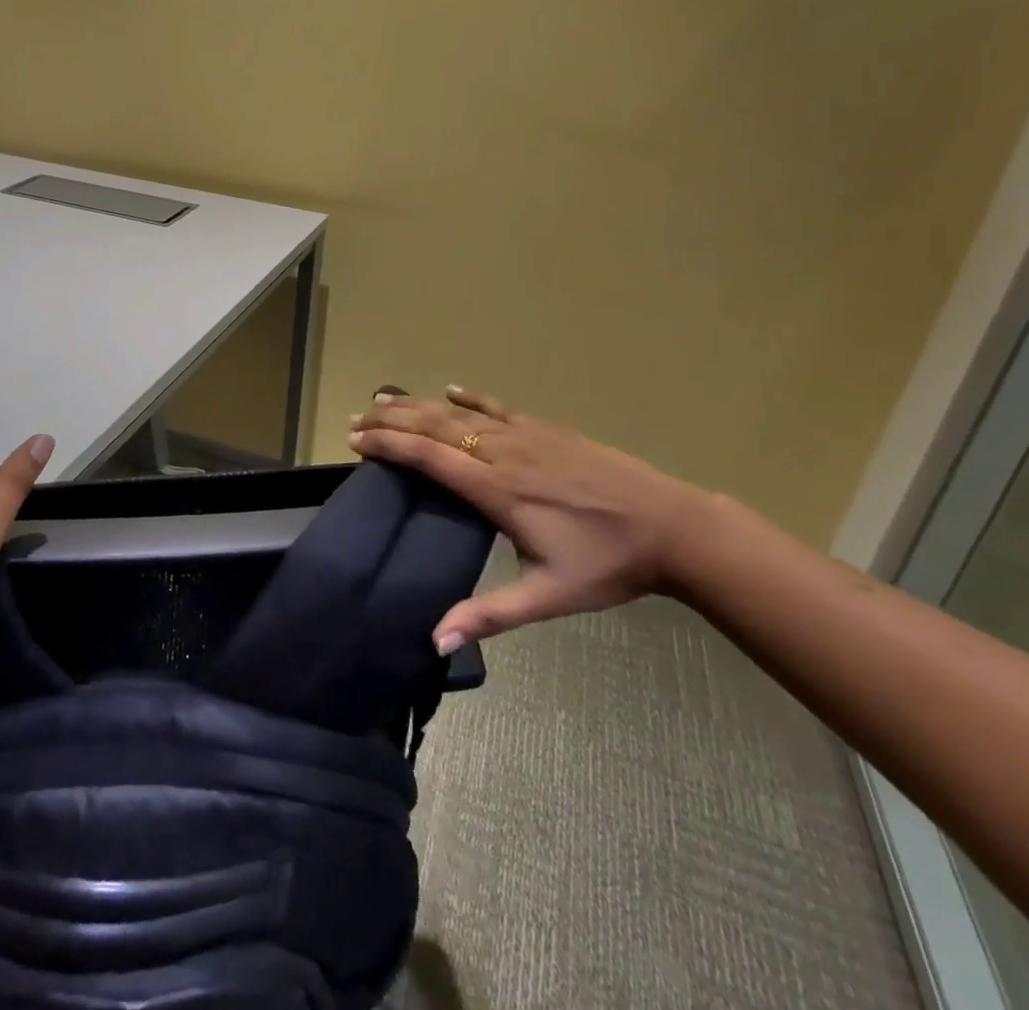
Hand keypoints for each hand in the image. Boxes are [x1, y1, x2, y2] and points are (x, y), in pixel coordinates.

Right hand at [348, 385, 715, 650]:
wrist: (671, 527)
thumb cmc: (607, 564)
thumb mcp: (548, 596)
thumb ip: (490, 614)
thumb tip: (435, 640)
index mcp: (497, 490)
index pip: (428, 457)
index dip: (388, 445)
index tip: (356, 440)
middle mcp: (503, 453)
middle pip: (434, 426)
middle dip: (392, 420)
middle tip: (357, 416)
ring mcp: (526, 435)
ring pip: (459, 412)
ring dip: (419, 404)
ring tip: (386, 398)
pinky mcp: (547, 429)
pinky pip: (498, 406)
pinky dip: (469, 397)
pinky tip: (452, 389)